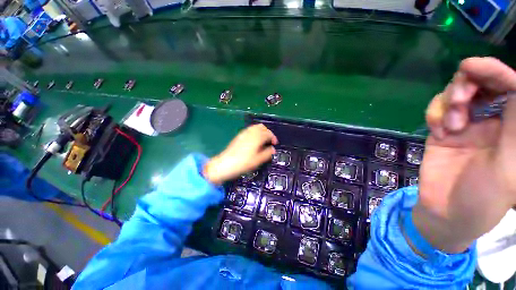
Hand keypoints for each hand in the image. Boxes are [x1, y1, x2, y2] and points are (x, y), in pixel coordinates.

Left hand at [203, 124, 277, 184]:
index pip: (268, 133)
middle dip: (268, 132)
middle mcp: (251, 133)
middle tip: (270, 140)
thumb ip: (267, 154)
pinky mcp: (239, 136)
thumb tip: (273, 149)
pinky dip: (255, 131)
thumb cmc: (243, 163)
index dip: (273, 137)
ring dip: (261, 131)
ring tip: (263, 140)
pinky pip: (249, 129)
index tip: (275, 143)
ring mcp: (244, 133)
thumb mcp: (257, 160)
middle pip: (262, 127)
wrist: (225, 164)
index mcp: (257, 138)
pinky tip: (254, 140)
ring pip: (255, 127)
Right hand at [414, 57, 515, 252]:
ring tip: (449, 126)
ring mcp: (466, 126)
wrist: (445, 212)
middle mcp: (493, 121)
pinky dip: (434, 115)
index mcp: (513, 129)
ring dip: (448, 103)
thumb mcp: (507, 166)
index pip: (510, 88)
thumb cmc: (483, 198)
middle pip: (481, 84)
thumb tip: (515, 85)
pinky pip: (436, 110)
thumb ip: (514, 127)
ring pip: (455, 94)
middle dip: (467, 85)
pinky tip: (438, 131)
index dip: (494, 72)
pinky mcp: (442, 132)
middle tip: (458, 100)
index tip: (471, 66)